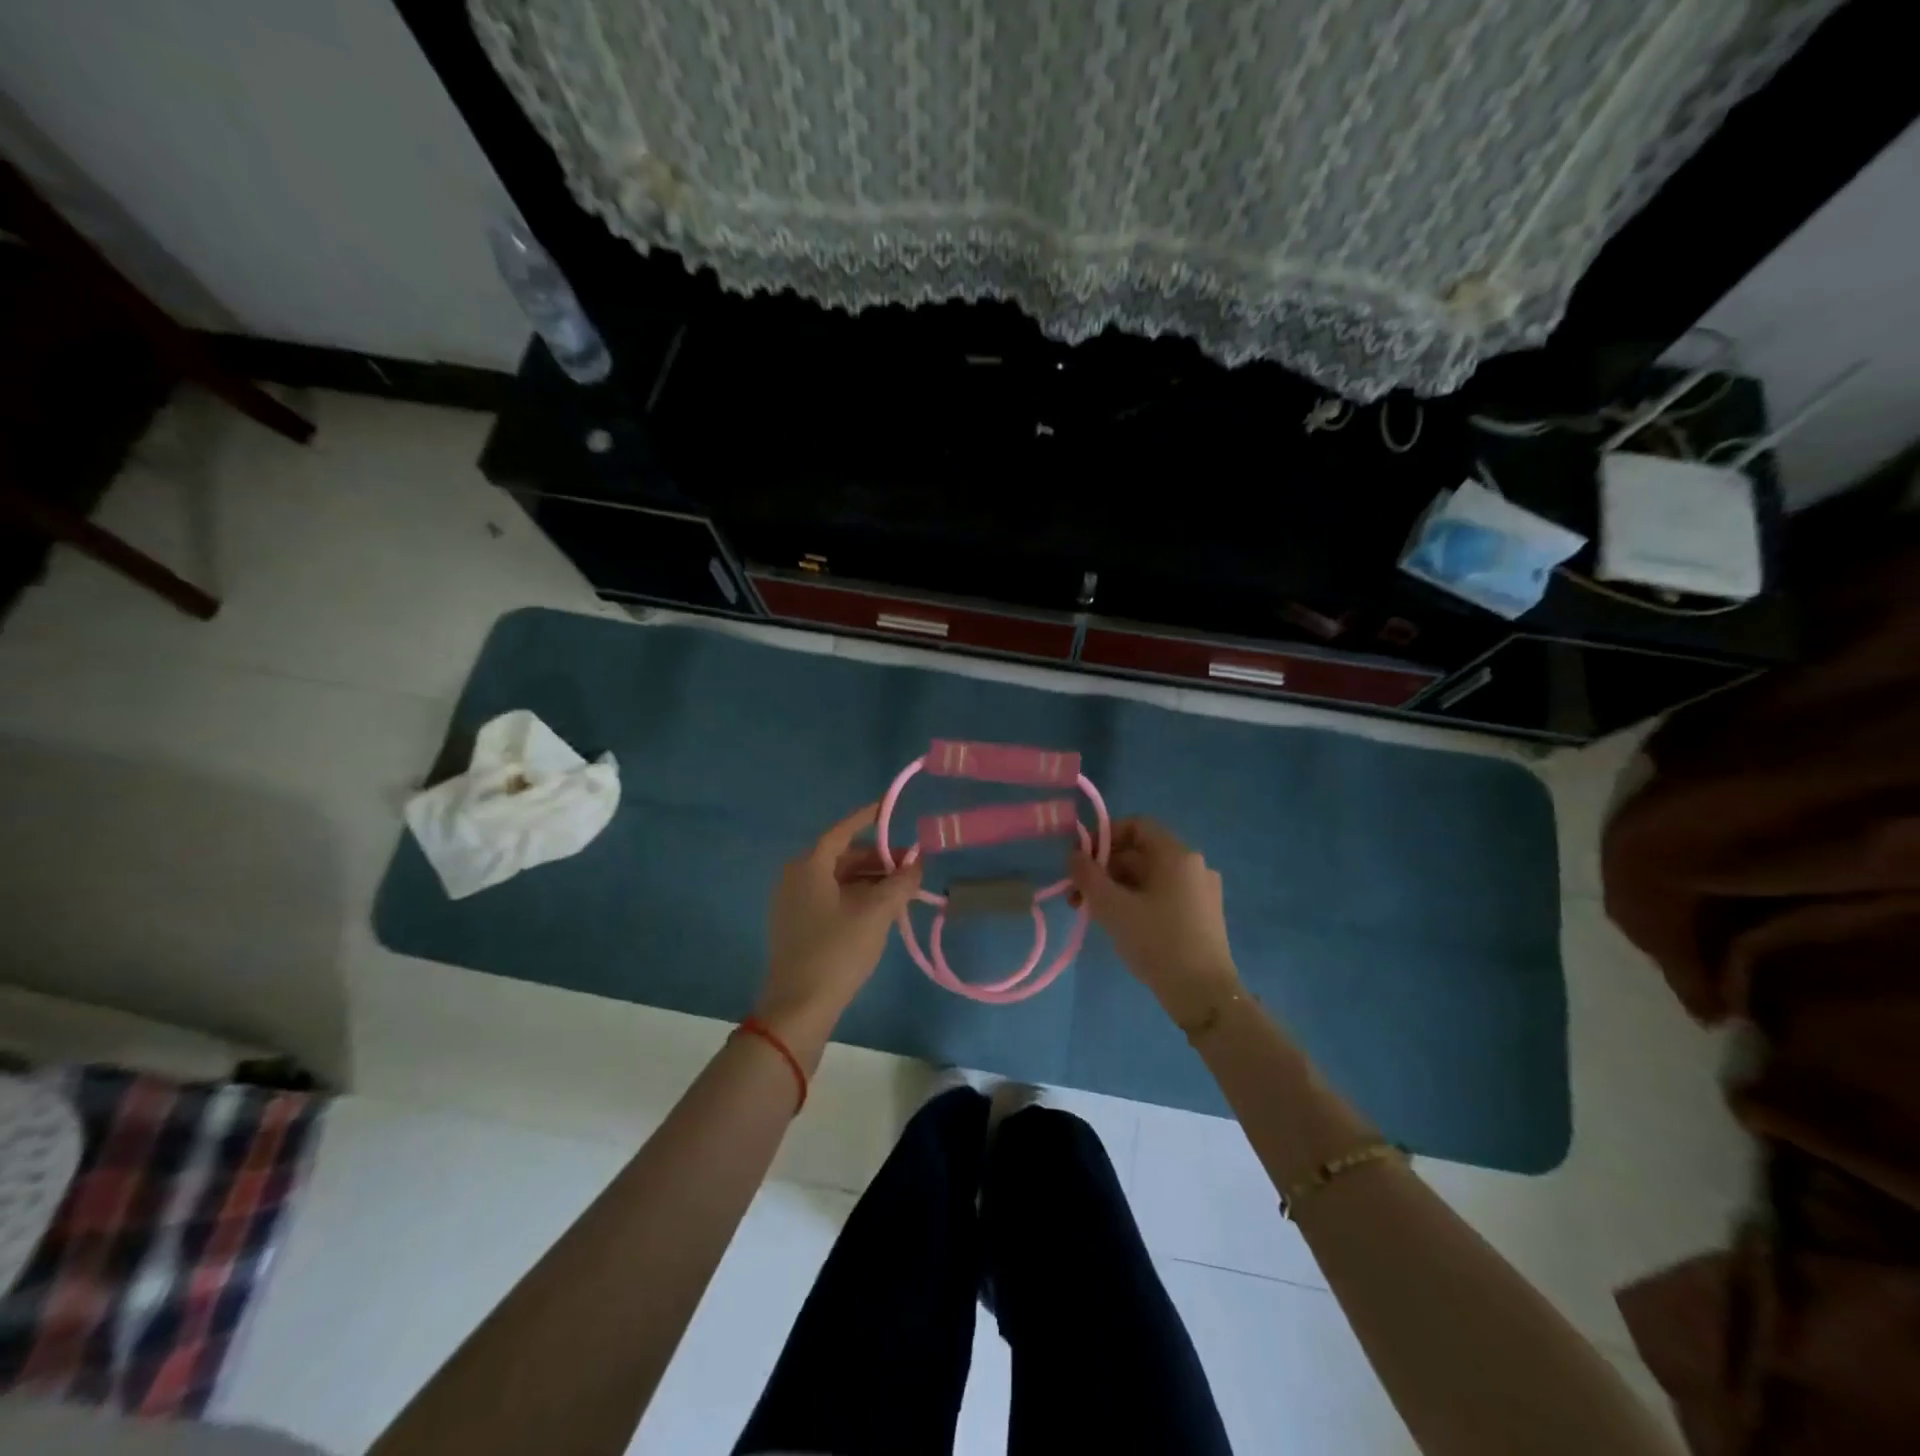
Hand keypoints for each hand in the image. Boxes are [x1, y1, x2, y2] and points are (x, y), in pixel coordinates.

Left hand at [757, 803, 921, 1057]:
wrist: (799, 1008)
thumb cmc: (837, 951)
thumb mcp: (876, 913)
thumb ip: (900, 883)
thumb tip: (918, 862)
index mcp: (809, 867)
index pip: (842, 831)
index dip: (867, 818)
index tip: (889, 807)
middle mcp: (796, 878)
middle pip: (842, 856)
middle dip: (877, 858)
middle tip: (910, 864)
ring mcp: (794, 904)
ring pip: (838, 880)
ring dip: (870, 880)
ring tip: (902, 889)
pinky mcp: (797, 927)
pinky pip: (831, 899)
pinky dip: (857, 897)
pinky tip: (882, 910)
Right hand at [1069, 817, 1240, 1026]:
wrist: (1204, 995)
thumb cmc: (1158, 942)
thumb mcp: (1113, 907)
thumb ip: (1088, 876)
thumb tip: (1074, 855)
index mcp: (1177, 854)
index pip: (1136, 826)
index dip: (1103, 836)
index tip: (1079, 859)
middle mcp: (1193, 865)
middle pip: (1140, 853)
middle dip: (1104, 868)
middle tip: (1076, 894)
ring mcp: (1200, 891)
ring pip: (1149, 877)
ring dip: (1116, 887)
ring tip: (1091, 913)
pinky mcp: (1201, 915)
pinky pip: (1162, 895)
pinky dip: (1136, 901)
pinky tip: (1119, 925)